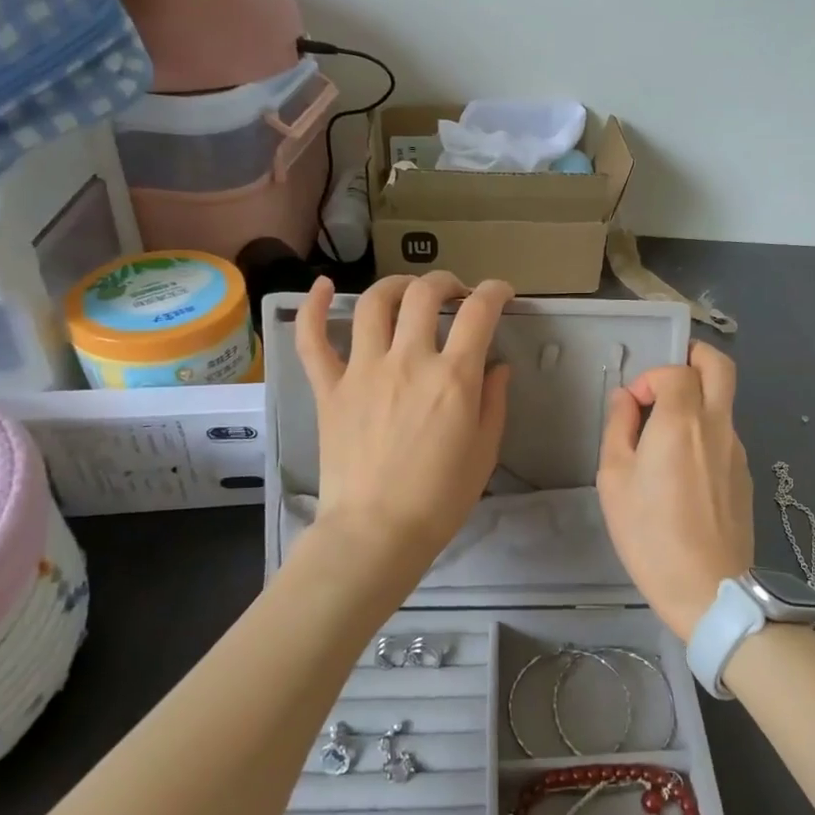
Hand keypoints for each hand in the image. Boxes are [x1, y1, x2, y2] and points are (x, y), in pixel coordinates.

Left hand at [295, 273, 513, 582]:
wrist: (377, 532)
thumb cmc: (440, 498)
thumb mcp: (485, 451)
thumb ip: (493, 401)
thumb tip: (496, 365)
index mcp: (453, 377)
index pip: (480, 313)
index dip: (495, 292)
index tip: (501, 294)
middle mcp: (408, 361)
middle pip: (425, 295)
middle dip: (446, 283)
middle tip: (455, 294)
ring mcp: (363, 370)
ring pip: (375, 303)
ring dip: (397, 285)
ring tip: (408, 292)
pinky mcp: (330, 388)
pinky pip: (313, 339)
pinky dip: (315, 307)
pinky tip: (323, 286)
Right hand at [597, 341, 753, 640]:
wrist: (708, 589)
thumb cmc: (650, 533)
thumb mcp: (614, 479)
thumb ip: (619, 428)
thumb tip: (627, 398)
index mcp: (683, 421)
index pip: (675, 370)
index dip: (650, 377)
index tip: (633, 406)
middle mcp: (718, 425)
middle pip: (720, 366)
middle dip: (694, 356)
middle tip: (666, 377)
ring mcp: (738, 450)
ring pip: (723, 402)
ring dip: (696, 401)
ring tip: (664, 438)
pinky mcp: (746, 474)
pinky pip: (724, 435)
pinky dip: (704, 432)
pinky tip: (682, 473)